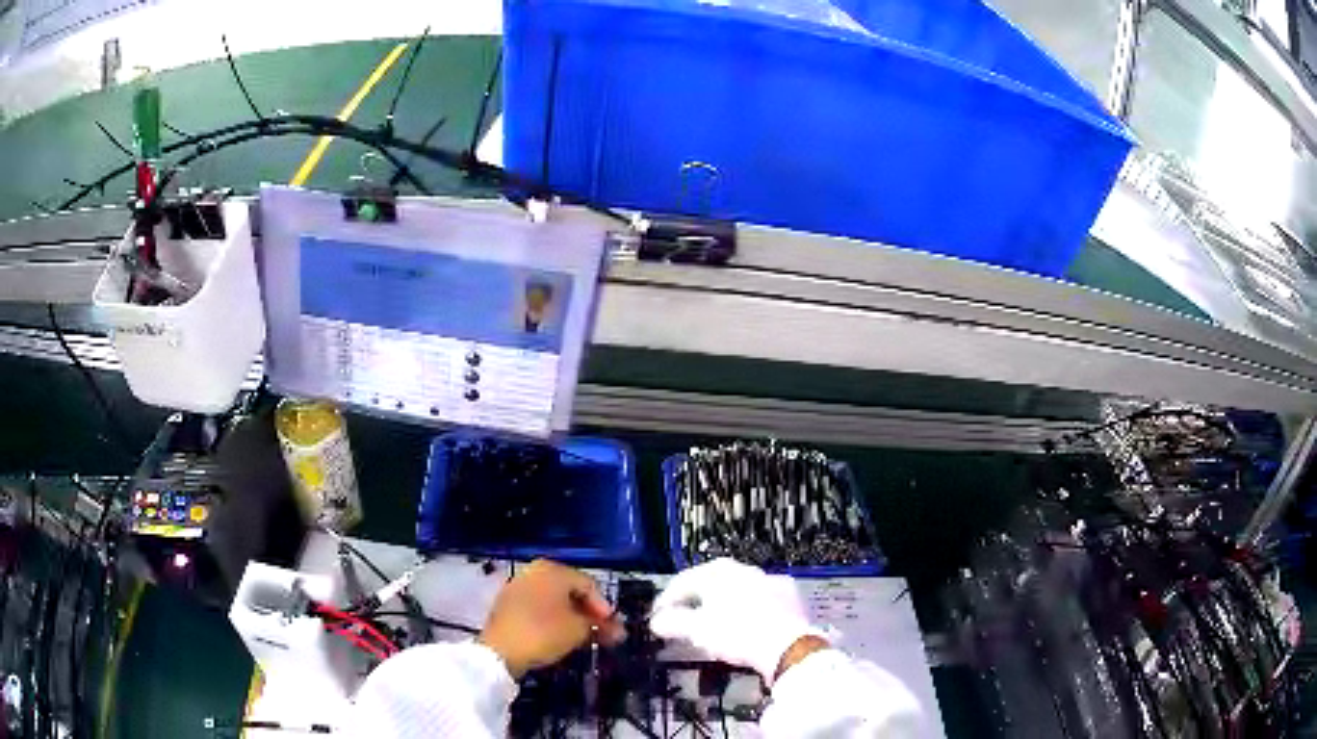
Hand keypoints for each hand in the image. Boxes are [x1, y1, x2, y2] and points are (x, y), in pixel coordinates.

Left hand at [479, 560, 623, 677]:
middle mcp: (534, 572)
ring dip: (572, 618)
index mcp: (552, 570)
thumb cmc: (543, 633)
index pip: (588, 584)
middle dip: (589, 613)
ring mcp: (517, 587)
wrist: (499, 652)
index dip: (604, 607)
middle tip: (603, 633)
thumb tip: (617, 630)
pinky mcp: (507, 605)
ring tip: (585, 638)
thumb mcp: (578, 630)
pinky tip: (561, 636)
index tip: (613, 628)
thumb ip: (599, 626)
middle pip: (570, 591)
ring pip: (554, 601)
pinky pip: (538, 608)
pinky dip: (553, 619)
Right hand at [649, 558, 825, 682]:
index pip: (685, 580)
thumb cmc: (738, 634)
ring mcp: (770, 580)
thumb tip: (657, 621)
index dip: (668, 598)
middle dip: (697, 597)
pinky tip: (748, 622)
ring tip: (716, 620)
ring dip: (725, 602)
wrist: (787, 645)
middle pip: (713, 581)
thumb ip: (673, 623)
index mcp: (719, 573)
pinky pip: (763, 598)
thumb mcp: (697, 630)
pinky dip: (751, 608)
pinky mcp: (789, 595)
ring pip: (740, 588)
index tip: (659, 613)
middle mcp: (745, 570)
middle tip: (685, 615)